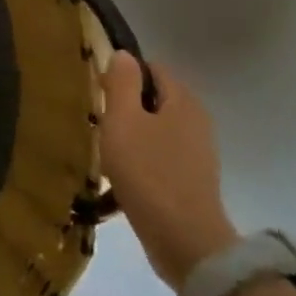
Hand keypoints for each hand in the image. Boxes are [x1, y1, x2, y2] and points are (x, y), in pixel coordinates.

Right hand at [98, 53, 238, 289]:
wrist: (184, 241)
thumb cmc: (148, 172)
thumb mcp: (123, 121)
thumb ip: (122, 83)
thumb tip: (123, 55)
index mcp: (183, 100)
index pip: (152, 68)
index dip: (123, 74)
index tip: (98, 92)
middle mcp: (197, 120)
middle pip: (155, 98)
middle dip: (126, 105)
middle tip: (98, 121)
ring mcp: (198, 153)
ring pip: (157, 128)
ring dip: (132, 134)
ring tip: (106, 149)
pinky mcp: (193, 180)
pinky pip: (162, 155)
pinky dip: (142, 158)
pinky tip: (123, 175)